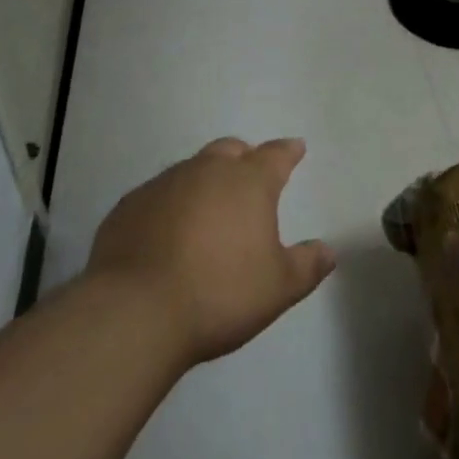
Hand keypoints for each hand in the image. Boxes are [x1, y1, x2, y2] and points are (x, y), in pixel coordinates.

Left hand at [85, 137, 335, 367]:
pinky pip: (157, 195)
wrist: (135, 310)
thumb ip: (307, 265)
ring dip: (204, 181)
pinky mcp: (129, 205)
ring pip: (191, 169)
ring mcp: (163, 184)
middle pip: (230, 151)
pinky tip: (167, 231)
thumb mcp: (278, 287)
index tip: (296, 148)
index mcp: (248, 182)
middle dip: (244, 157)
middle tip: (250, 174)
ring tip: (208, 209)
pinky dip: (169, 205)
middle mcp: (207, 170)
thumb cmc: (220, 293)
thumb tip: (328, 251)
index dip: (288, 152)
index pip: (275, 156)